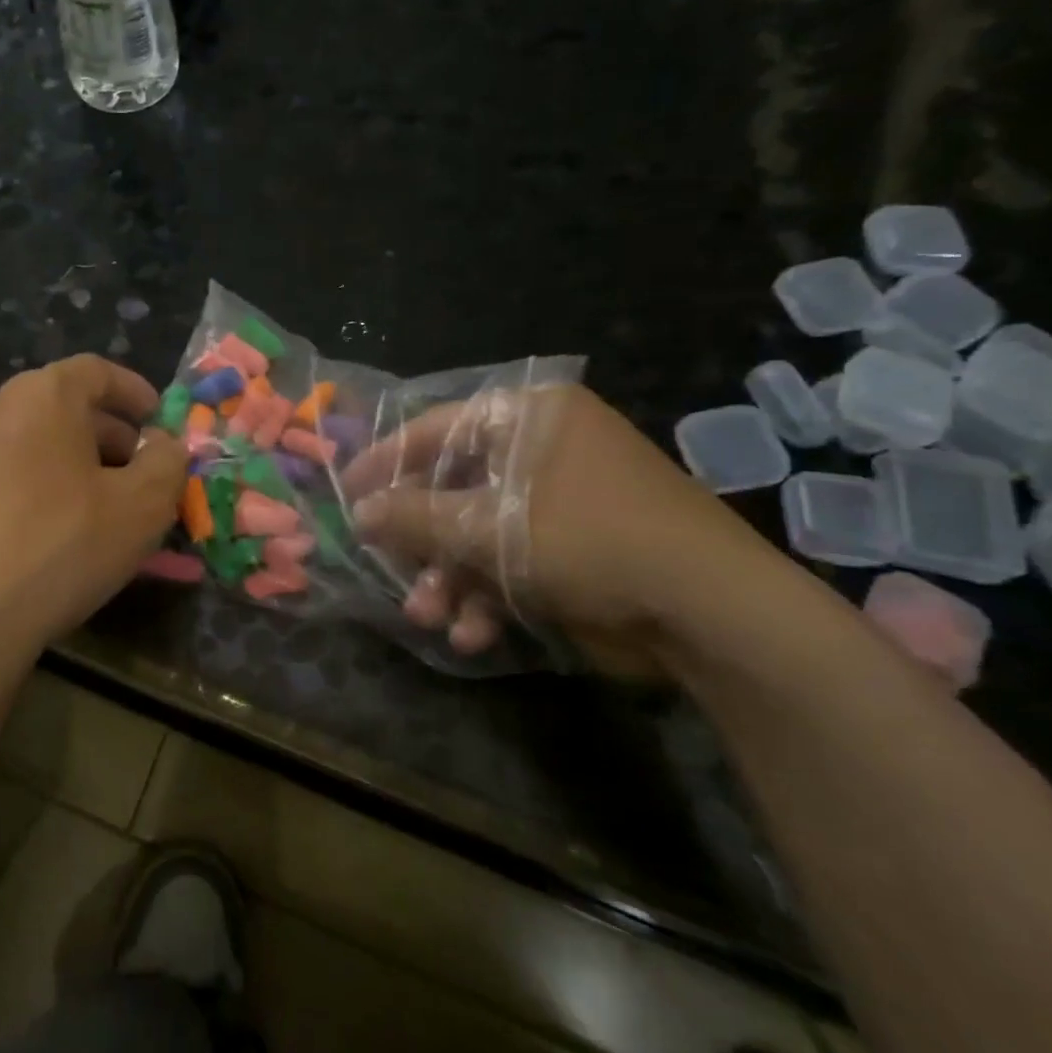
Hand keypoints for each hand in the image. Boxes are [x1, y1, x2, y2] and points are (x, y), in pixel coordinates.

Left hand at [0, 355, 189, 657]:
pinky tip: (75, 545)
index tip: (162, 423)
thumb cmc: (61, 541)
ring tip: (119, 518)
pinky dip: (55, 502)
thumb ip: (167, 463)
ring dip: (88, 476)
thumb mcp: (142, 503)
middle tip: (149, 477)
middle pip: (69, 412)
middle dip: (118, 441)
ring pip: (46, 454)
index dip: (136, 392)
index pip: (97, 370)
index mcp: (43, 396)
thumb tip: (165, 446)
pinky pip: (20, 488)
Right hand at [341, 385, 771, 678]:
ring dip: (449, 578)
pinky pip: (512, 562)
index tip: (345, 493)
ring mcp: (560, 502)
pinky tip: (473, 634)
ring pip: (478, 533)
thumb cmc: (586, 539)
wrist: (706, 612)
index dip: (385, 461)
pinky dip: (488, 597)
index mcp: (529, 418)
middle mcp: (543, 451)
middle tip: (386, 567)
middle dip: (421, 540)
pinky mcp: (574, 549)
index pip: (437, 429)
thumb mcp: (486, 526)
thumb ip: (413, 517)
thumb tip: (359, 511)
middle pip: (453, 487)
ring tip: (428, 615)